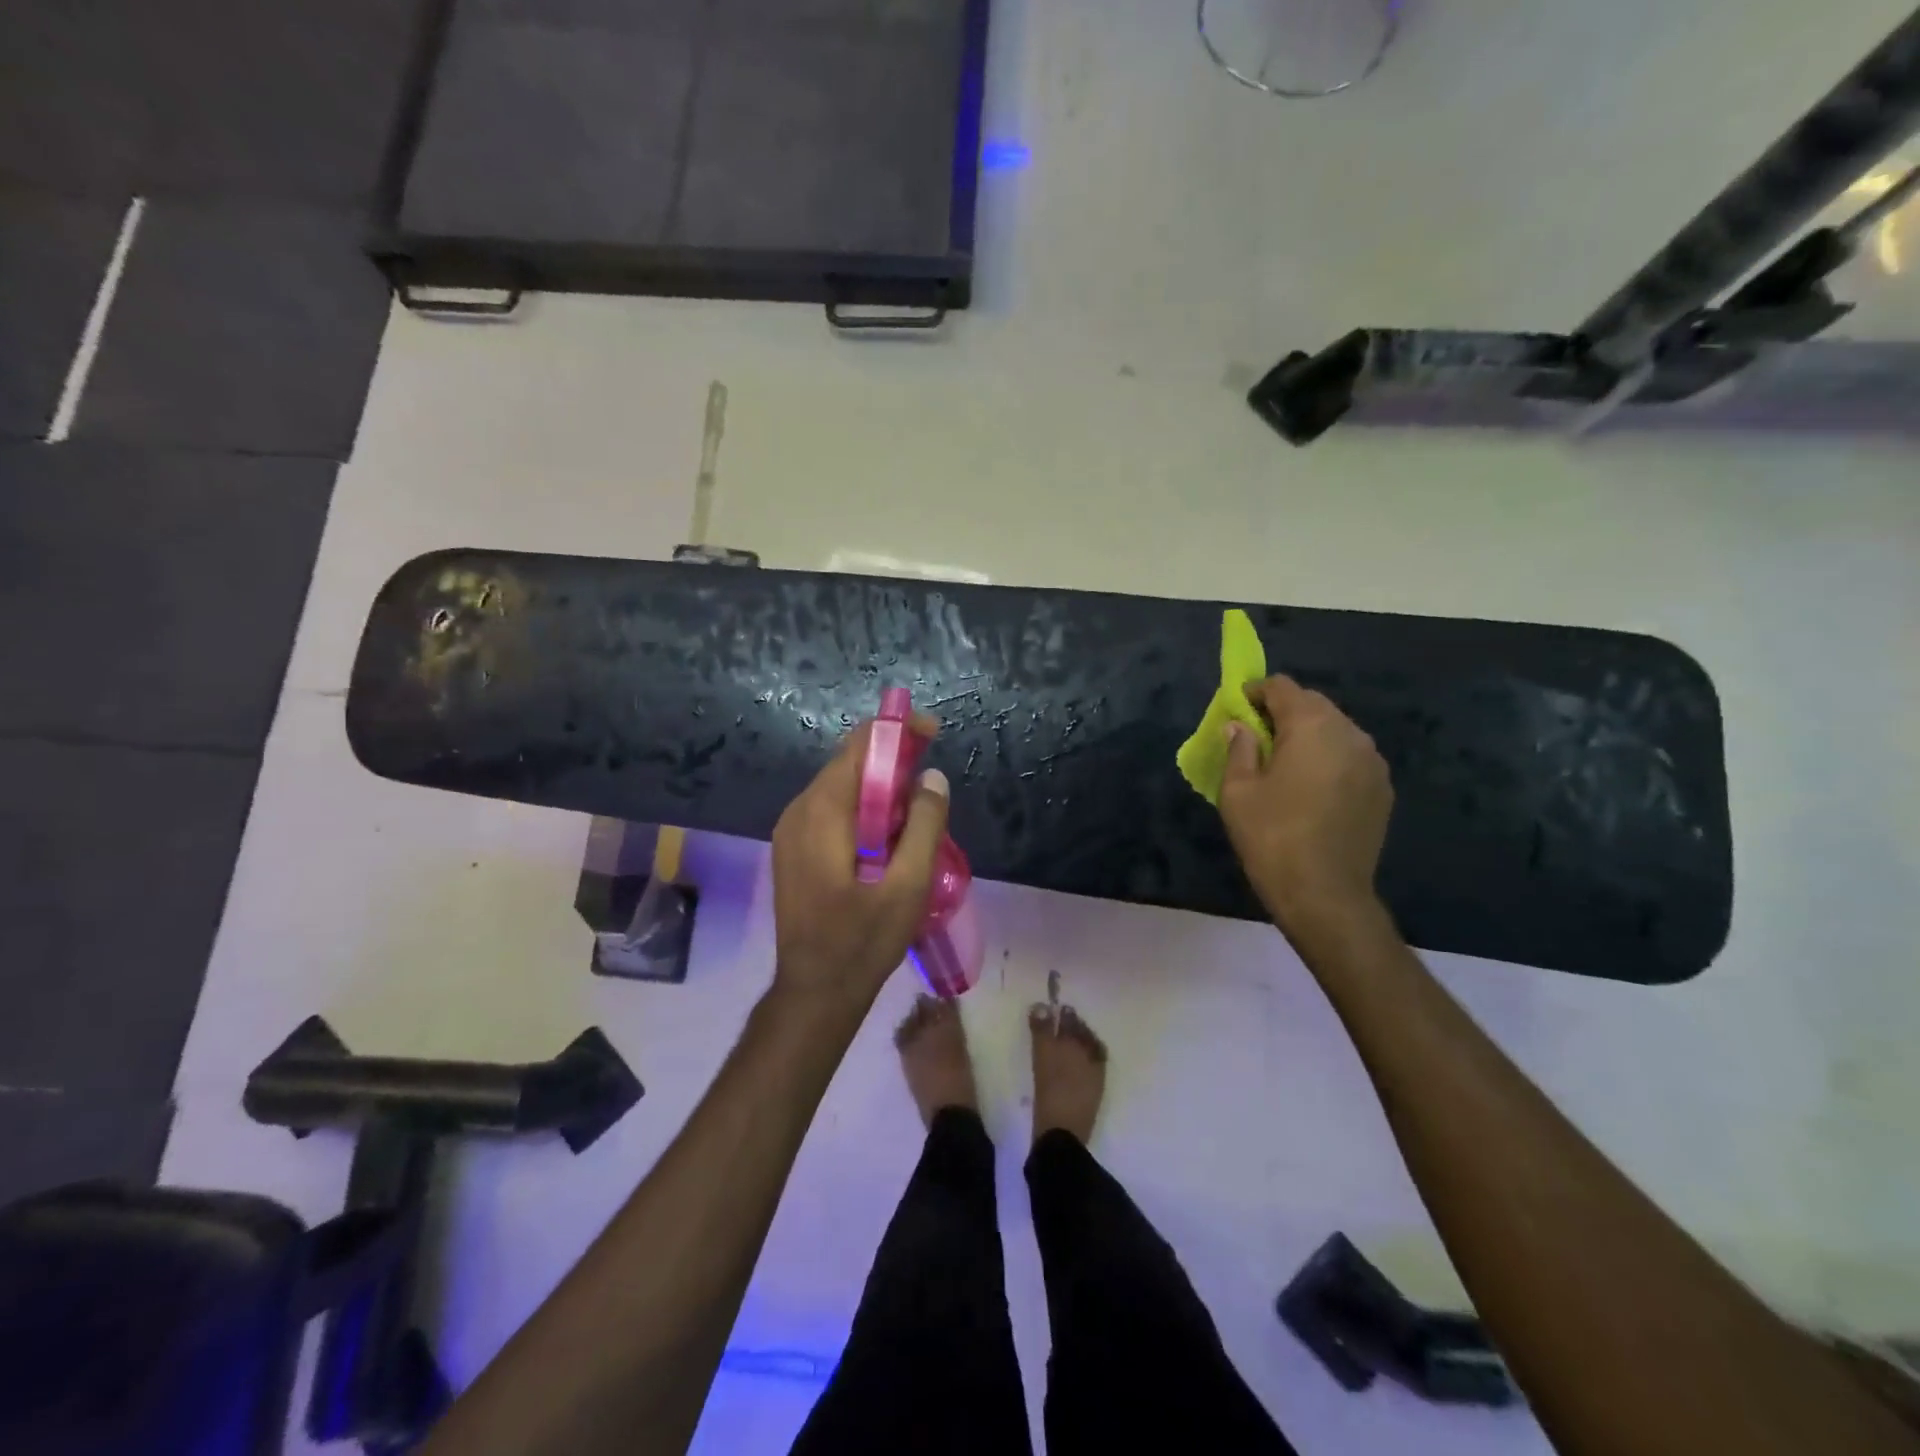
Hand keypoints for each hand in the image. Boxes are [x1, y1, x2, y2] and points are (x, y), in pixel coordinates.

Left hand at [770, 714, 950, 1008]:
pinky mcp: (793, 849)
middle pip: (848, 764)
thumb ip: (925, 826)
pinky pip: (831, 811)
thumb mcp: (908, 885)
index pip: (858, 747)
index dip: (897, 732)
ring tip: (917, 813)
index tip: (933, 734)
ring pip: (841, 788)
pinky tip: (889, 837)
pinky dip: (863, 810)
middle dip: (893, 762)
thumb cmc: (863, 942)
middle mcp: (798, 811)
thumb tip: (933, 777)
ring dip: (880, 789)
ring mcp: (790, 831)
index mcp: (822, 812)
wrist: (814, 993)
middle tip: (931, 783)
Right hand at [1219, 675, 1392, 935]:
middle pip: (1313, 705)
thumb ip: (1239, 748)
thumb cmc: (1271, 837)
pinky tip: (1311, 787)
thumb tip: (1240, 727)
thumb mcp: (1237, 791)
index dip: (1256, 692)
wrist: (1325, 894)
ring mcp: (1373, 762)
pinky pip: (1350, 757)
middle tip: (1257, 737)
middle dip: (1283, 712)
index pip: (1283, 687)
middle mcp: (1350, 733)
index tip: (1237, 709)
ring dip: (1308, 736)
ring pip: (1335, 730)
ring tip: (1284, 763)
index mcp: (1312, 726)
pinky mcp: (1382, 789)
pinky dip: (1328, 759)